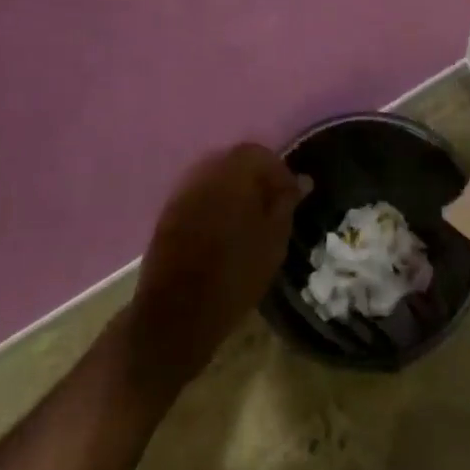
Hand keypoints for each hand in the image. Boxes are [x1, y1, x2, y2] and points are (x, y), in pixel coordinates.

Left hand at [124, 143, 303, 398]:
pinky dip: (215, 205)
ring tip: (249, 220)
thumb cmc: (234, 276)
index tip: (291, 197)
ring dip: (234, 191)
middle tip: (272, 206)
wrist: (176, 315)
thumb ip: (286, 203)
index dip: (279, 172)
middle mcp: (203, 174)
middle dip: (256, 178)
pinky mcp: (167, 215)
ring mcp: (181, 193)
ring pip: (215, 178)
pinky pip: (199, 196)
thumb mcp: (273, 240)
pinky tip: (225, 231)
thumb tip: (302, 180)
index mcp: (231, 174)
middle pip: (234, 162)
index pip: (259, 153)